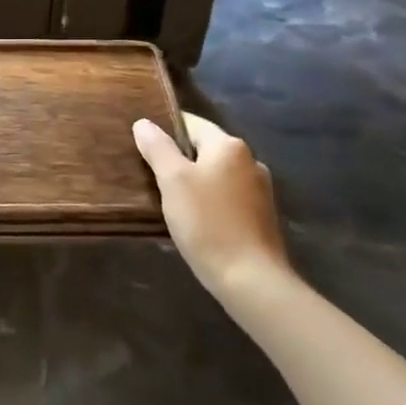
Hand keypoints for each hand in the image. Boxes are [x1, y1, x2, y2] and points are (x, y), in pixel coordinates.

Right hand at [133, 112, 289, 293]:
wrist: (252, 281)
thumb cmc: (207, 223)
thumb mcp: (173, 181)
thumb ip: (157, 147)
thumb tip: (144, 123)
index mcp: (229, 145)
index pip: (190, 123)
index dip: (164, 130)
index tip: (143, 146)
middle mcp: (250, 160)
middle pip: (204, 149)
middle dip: (179, 159)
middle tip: (152, 176)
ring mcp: (260, 190)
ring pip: (216, 174)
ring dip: (195, 182)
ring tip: (170, 200)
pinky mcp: (262, 217)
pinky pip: (228, 197)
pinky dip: (210, 201)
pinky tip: (196, 221)